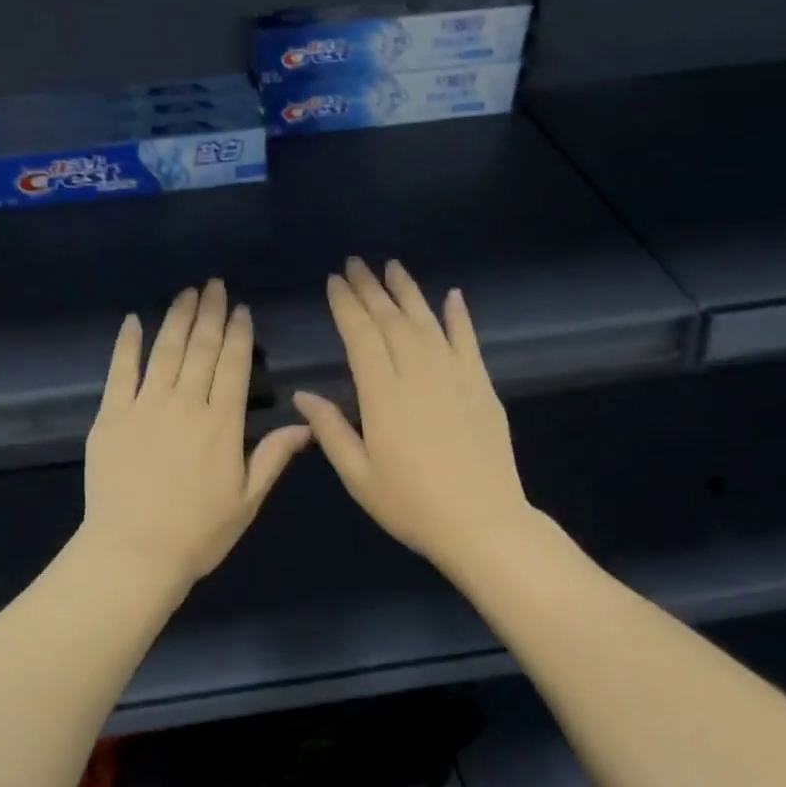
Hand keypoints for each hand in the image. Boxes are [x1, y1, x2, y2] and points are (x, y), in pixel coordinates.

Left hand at [83, 279, 313, 591]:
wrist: (134, 552)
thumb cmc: (198, 533)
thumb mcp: (247, 500)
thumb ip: (273, 457)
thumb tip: (306, 424)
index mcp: (222, 424)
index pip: (233, 366)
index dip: (238, 334)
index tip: (240, 308)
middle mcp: (185, 404)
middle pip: (200, 349)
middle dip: (210, 313)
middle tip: (214, 285)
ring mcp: (144, 406)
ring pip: (164, 351)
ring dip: (176, 318)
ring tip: (186, 293)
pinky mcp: (111, 416)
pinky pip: (119, 371)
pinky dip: (126, 344)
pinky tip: (133, 321)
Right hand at [293, 258, 537, 575]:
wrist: (482, 523)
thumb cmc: (411, 505)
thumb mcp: (358, 476)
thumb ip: (331, 431)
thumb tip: (303, 396)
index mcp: (383, 396)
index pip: (360, 336)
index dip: (346, 306)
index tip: (334, 281)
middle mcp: (418, 374)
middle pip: (391, 320)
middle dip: (371, 289)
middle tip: (355, 264)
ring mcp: (454, 376)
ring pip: (427, 322)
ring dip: (408, 292)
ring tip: (392, 267)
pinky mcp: (481, 386)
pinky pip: (468, 341)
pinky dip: (459, 316)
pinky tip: (452, 295)